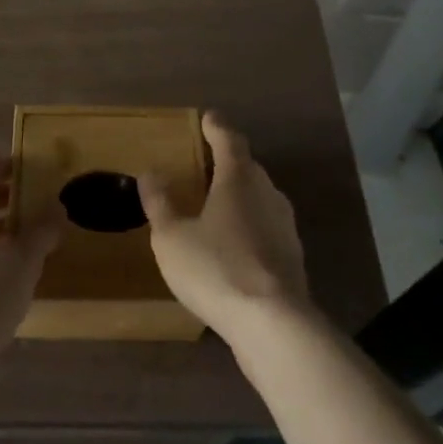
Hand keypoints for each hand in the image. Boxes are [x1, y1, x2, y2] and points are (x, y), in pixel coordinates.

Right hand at [140, 113, 310, 336]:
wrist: (275, 326)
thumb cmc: (217, 268)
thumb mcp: (172, 237)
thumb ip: (160, 203)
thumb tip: (150, 173)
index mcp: (238, 177)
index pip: (229, 139)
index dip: (216, 127)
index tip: (208, 117)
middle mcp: (267, 192)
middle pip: (247, 167)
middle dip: (227, 162)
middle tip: (205, 165)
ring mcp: (285, 226)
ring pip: (260, 198)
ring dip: (240, 197)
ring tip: (217, 206)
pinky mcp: (293, 258)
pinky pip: (267, 228)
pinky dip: (250, 227)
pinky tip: (234, 247)